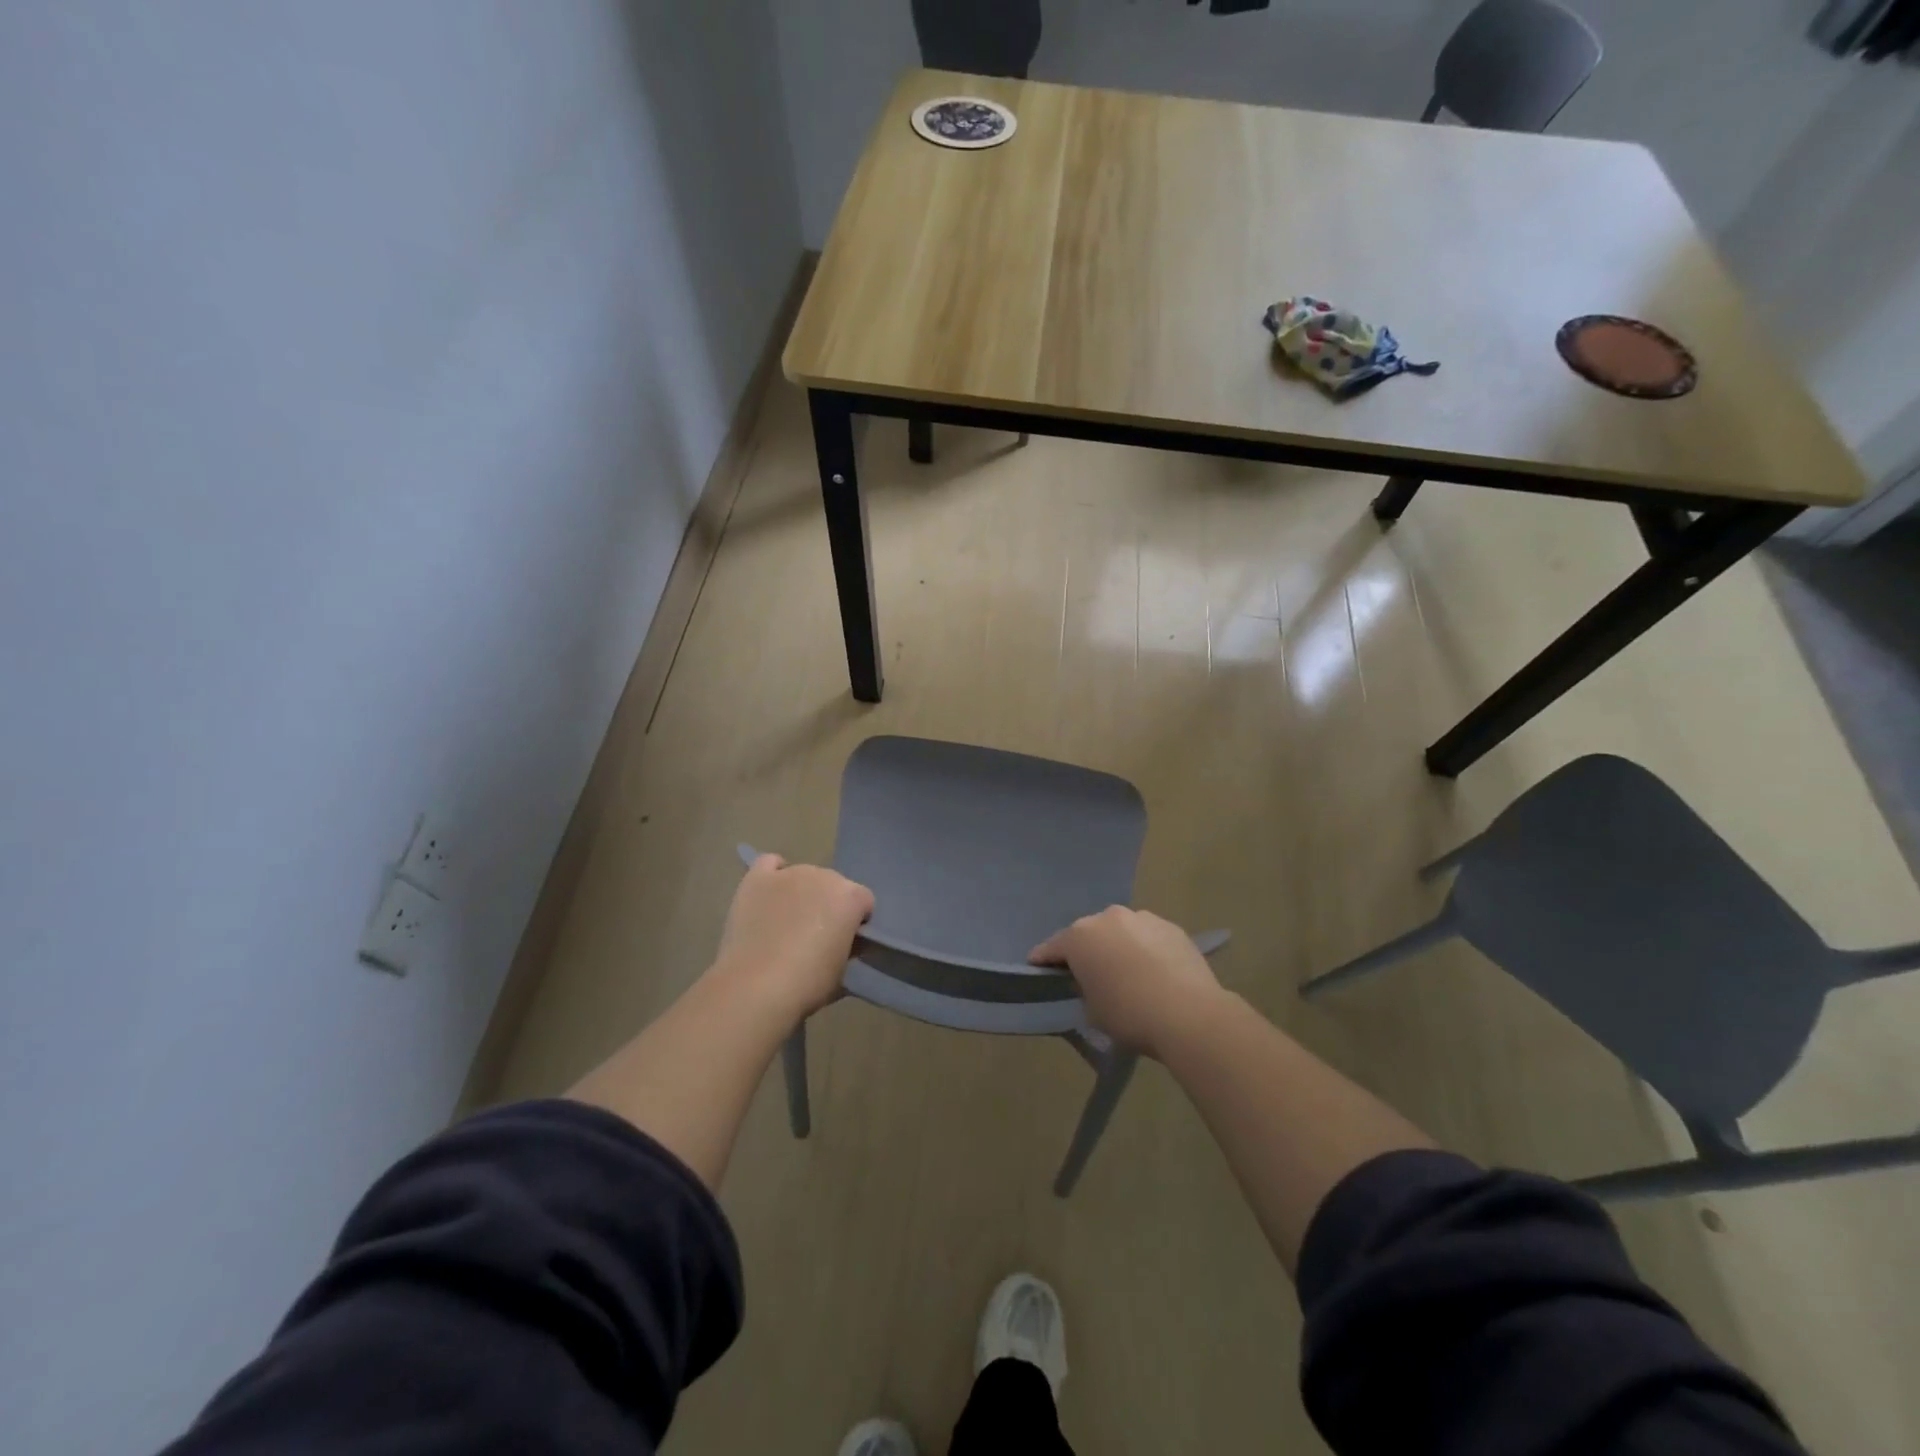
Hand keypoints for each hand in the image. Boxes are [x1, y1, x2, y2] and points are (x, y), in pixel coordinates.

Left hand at [711, 854, 873, 1024]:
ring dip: (801, 894)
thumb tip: (841, 942)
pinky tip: (770, 896)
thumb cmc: (808, 983)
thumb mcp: (843, 970)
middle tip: (815, 937)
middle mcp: (824, 875)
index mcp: (851, 897)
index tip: (846, 944)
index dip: (856, 923)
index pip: (864, 902)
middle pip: (833, 886)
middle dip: (828, 906)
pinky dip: (773, 876)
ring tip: (786, 924)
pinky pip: (769, 864)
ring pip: (803, 877)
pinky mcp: (757, 879)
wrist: (757, 987)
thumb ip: (848, 946)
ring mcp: (789, 874)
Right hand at [1030, 906, 1227, 1057]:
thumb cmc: (1130, 1014)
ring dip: (1118, 946)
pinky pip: (1148, 937)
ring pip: (1121, 931)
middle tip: (1089, 974)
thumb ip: (1085, 989)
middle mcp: (1108, 917)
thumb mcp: (1092, 1010)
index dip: (1044, 959)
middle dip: (1086, 950)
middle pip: (1089, 934)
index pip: (1053, 947)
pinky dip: (1145, 949)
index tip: (1037, 968)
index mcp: (1080, 936)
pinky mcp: (1171, 927)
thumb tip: (1094, 982)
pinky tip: (1154, 971)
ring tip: (1128, 972)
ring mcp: (1142, 918)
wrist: (1189, 1014)